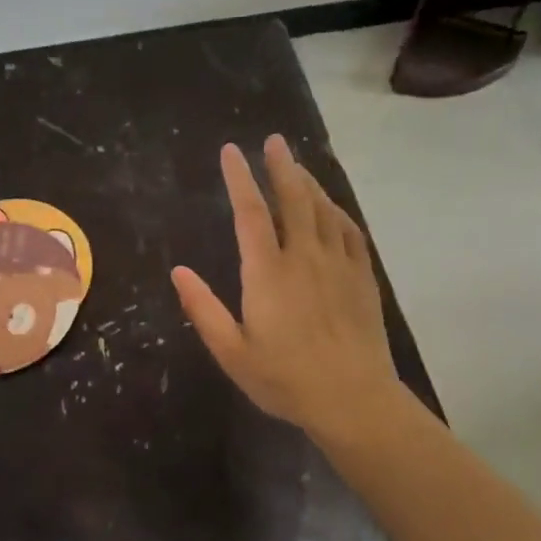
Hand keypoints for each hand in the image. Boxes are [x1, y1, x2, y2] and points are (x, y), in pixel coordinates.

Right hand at [172, 136, 404, 443]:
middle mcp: (304, 257)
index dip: (239, 178)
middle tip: (273, 141)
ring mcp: (338, 265)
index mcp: (268, 272)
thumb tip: (178, 271)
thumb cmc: (285, 379)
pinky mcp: (363, 278)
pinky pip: (351, 232)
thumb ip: (203, 309)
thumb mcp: (232, 352)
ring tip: (297, 165)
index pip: (250, 213)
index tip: (231, 152)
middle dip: (281, 166)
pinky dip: (338, 212)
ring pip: (324, 210)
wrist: (354, 399)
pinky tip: (332, 207)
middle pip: (293, 199)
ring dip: (308, 183)